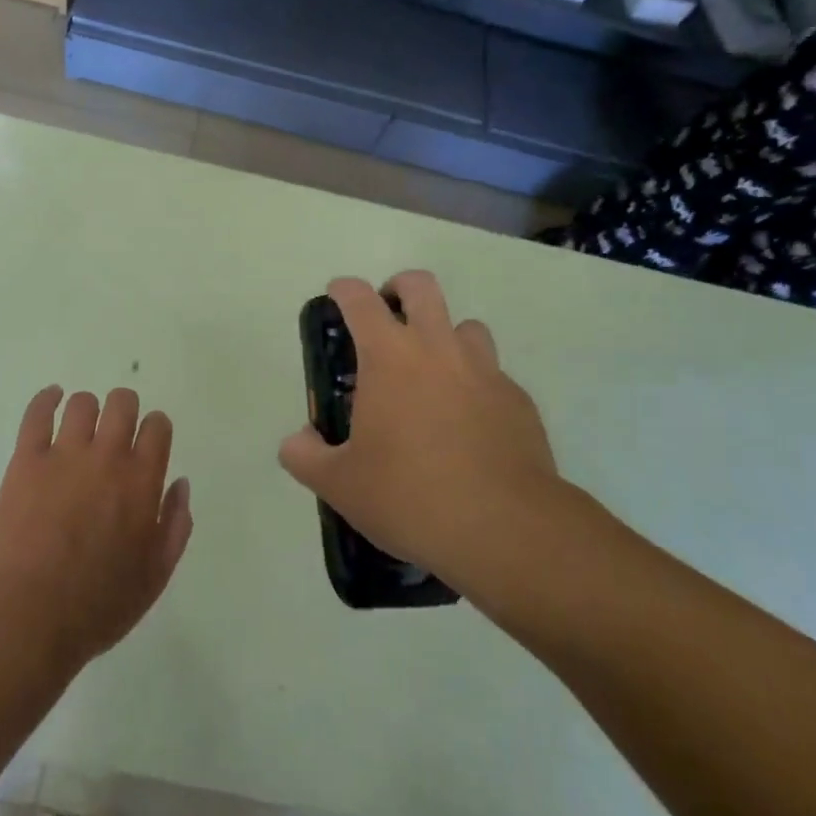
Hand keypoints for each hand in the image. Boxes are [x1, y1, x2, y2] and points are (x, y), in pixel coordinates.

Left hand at [0, 386, 192, 671]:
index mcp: (143, 480)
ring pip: (83, 403)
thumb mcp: (156, 575)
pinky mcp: (26, 460)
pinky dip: (47, 398)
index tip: (148, 442)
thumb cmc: (100, 604)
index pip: (157, 426)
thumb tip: (180, 483)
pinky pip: (38, 413)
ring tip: (82, 428)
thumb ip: (175, 524)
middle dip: (125, 410)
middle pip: (122, 403)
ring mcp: (64, 454)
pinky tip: (52, 398)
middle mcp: (108, 456)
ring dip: (88, 410)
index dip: (155, 428)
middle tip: (116, 432)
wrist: (31, 617)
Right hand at [278, 270, 564, 595]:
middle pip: (421, 286)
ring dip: (445, 336)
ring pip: (466, 326)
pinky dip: (476, 384)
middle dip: (399, 288)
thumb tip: (297, 441)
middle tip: (388, 318)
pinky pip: (493, 375)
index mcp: (389, 357)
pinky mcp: (518, 400)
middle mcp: (438, 349)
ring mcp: (485, 371)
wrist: (504, 529)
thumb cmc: (409, 496)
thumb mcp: (339, 484)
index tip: (337, 295)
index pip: (359, 299)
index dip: (344, 290)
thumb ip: (305, 456)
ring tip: (432, 374)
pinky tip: (468, 424)